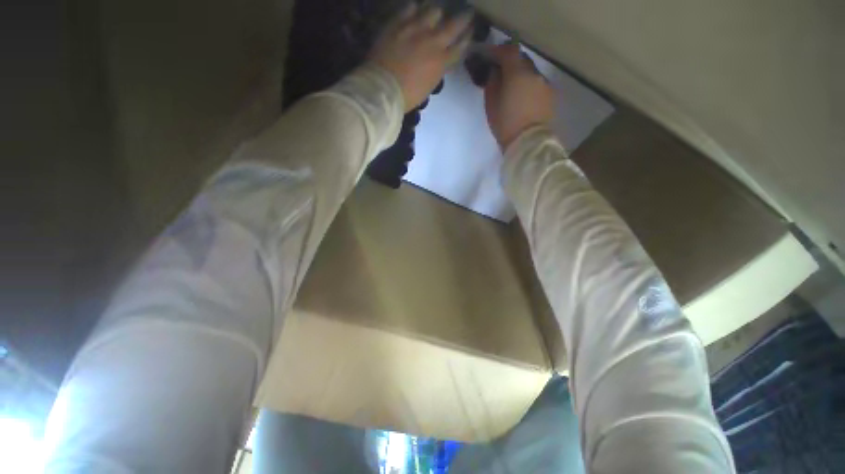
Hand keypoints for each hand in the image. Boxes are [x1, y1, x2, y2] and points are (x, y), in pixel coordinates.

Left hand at [369, 3, 472, 111]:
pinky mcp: (398, 23)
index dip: (468, 37)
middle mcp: (433, 41)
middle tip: (466, 13)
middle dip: (463, 18)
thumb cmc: (407, 96)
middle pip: (455, 24)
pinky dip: (414, 9)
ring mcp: (416, 29)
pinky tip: (414, 12)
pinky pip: (410, 7)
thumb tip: (442, 60)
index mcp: (441, 62)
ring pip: (434, 10)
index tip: (471, 31)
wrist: (383, 89)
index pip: (461, 45)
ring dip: (437, 13)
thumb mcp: (428, 86)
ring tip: (435, 14)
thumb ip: (438, 70)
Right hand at [484, 43, 555, 149]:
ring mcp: (545, 83)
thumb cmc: (505, 124)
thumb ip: (492, 83)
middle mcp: (534, 73)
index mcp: (517, 73)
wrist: (528, 142)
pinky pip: (537, 84)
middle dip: (510, 62)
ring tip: (511, 88)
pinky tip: (523, 98)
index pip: (508, 50)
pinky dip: (529, 85)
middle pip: (521, 59)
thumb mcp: (491, 105)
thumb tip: (495, 72)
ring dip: (520, 75)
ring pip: (530, 72)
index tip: (489, 56)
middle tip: (500, 73)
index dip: (498, 50)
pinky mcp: (550, 95)